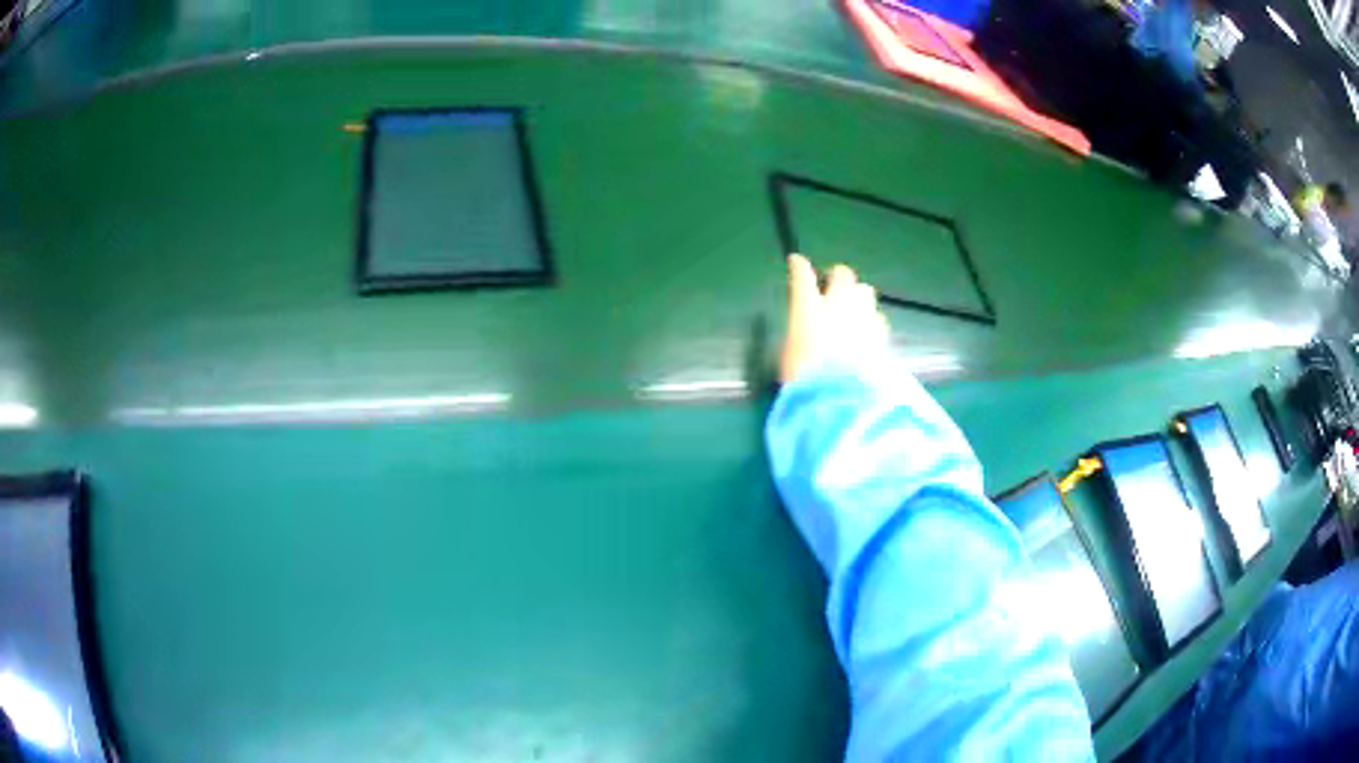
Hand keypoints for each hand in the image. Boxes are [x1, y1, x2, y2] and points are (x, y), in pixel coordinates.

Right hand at [781, 254, 890, 383]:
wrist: (842, 399)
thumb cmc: (804, 379)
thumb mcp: (789, 357)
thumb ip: (799, 337)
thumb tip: (805, 332)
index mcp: (808, 307)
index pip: (802, 275)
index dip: (799, 267)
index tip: (797, 263)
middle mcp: (838, 303)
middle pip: (842, 274)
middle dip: (837, 278)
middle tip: (831, 289)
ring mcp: (864, 316)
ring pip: (865, 291)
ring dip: (857, 297)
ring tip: (853, 312)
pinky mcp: (882, 335)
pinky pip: (878, 318)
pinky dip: (871, 321)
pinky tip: (867, 334)